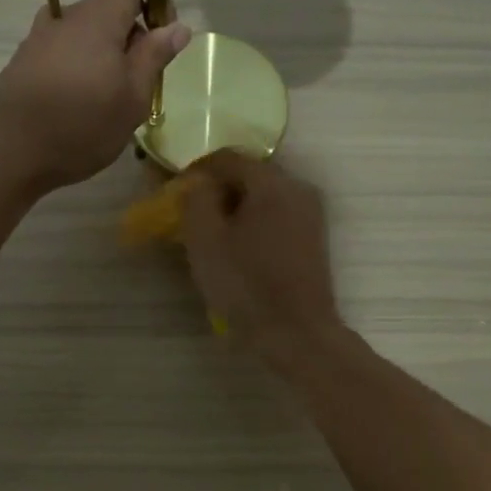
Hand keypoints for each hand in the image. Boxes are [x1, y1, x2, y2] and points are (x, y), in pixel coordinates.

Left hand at [0, 0, 190, 193]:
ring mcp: (41, 36)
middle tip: (143, 81)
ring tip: (112, 97)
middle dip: (133, 35)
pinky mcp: (25, 59)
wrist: (9, 151)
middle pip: (111, 8)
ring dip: (107, 54)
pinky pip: (65, 50)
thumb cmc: (82, 124)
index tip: (166, 33)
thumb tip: (179, 25)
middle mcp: (67, 16)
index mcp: (99, 16)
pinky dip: (82, 65)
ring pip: (87, 32)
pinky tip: (82, 102)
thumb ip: (155, 56)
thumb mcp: (133, 97)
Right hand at [180, 152, 343, 361]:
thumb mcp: (206, 241)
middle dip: (217, 188)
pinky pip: (277, 213)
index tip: (176, 192)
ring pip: (264, 195)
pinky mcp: (314, 236)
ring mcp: (311, 212)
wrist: (298, 333)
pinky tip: (239, 246)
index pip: (228, 157)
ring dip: (236, 206)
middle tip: (191, 213)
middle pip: (249, 173)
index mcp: (273, 183)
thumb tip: (199, 183)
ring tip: (212, 232)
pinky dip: (254, 220)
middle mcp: (298, 188)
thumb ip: (196, 199)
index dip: (197, 170)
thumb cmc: (247, 285)